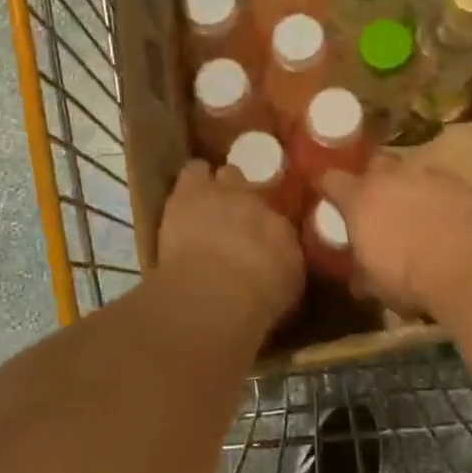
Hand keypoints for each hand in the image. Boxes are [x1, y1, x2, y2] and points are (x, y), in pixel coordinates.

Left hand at [156, 160, 303, 327]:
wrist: (218, 291)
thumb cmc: (254, 302)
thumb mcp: (283, 292)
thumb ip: (282, 270)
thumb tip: (278, 266)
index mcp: (284, 232)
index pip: (278, 221)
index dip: (265, 229)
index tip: (258, 241)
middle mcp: (261, 204)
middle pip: (256, 189)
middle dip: (245, 200)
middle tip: (234, 218)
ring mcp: (228, 191)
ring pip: (227, 173)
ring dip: (219, 186)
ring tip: (208, 201)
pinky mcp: (193, 190)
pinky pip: (195, 169)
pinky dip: (194, 179)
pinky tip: (187, 193)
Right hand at [321, 158, 471, 322]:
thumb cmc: (411, 278)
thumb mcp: (377, 286)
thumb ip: (363, 274)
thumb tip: (358, 280)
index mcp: (361, 198)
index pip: (332, 180)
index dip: (329, 188)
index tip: (330, 198)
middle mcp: (392, 177)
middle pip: (375, 164)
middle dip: (374, 180)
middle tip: (378, 204)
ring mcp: (430, 176)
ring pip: (413, 173)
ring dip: (411, 189)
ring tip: (418, 216)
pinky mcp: (464, 184)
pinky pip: (444, 186)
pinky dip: (442, 200)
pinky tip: (450, 222)